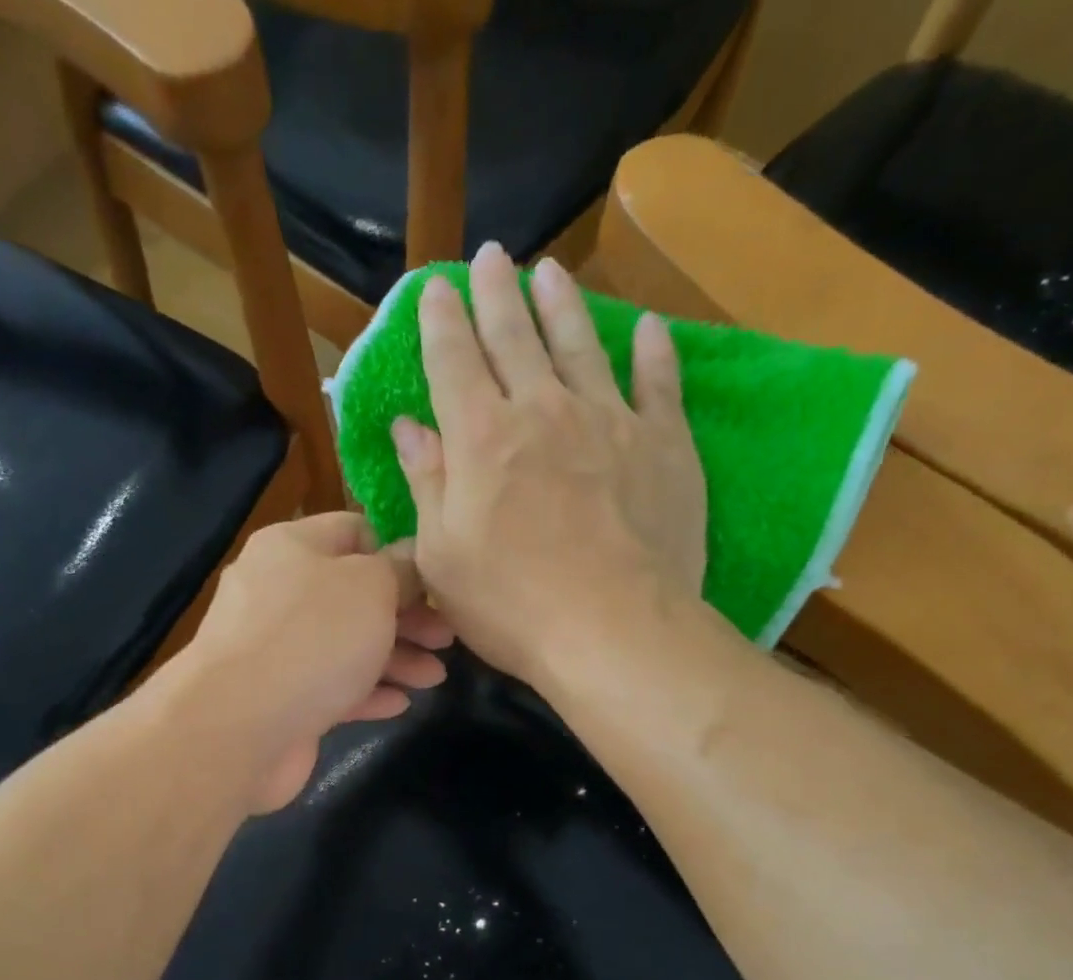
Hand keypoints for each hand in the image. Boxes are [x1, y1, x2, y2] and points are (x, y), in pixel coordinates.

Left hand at [177, 513, 452, 813]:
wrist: (237, 727)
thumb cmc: (312, 638)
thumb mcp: (370, 587)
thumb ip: (399, 570)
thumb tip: (409, 559)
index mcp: (291, 547)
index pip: (353, 532)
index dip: (398, 552)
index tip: (435, 583)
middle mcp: (278, 592)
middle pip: (354, 595)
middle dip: (405, 616)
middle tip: (446, 638)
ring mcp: (275, 649)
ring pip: (346, 645)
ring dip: (394, 658)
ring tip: (435, 678)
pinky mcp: (279, 698)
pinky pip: (330, 687)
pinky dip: (366, 692)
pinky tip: (399, 704)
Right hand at [392, 242, 706, 686]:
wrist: (614, 630)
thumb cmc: (512, 605)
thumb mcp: (442, 556)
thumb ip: (427, 483)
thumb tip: (409, 426)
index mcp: (481, 438)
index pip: (453, 361)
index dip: (442, 320)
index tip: (436, 287)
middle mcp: (542, 411)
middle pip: (515, 336)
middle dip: (497, 293)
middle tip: (491, 257)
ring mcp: (609, 420)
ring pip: (581, 344)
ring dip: (562, 304)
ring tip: (550, 271)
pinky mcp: (664, 444)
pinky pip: (659, 382)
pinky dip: (653, 351)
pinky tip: (647, 327)